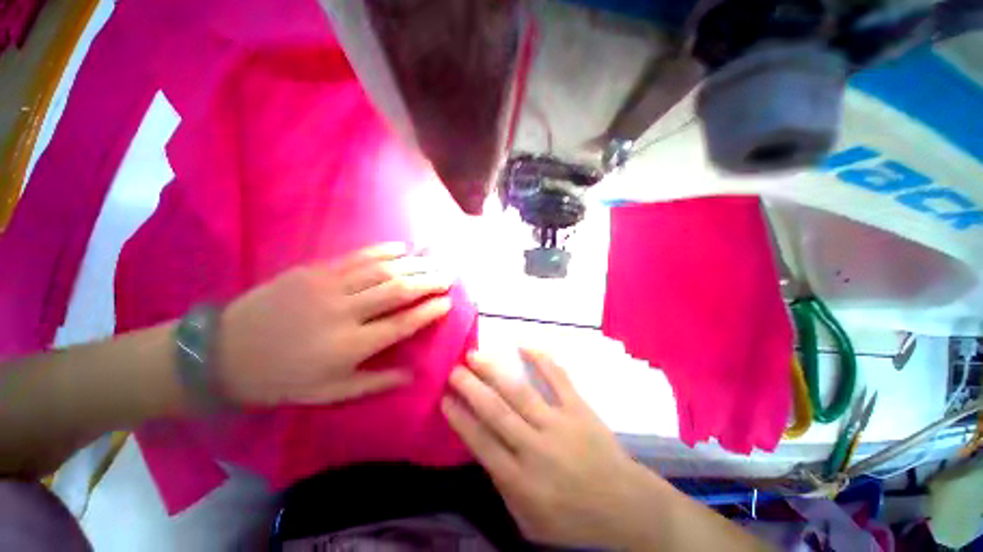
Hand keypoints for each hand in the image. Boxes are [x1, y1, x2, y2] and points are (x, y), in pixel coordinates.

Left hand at [217, 243, 453, 405]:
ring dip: (414, 264)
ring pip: (383, 270)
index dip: (429, 311)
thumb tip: (414, 374)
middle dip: (429, 281)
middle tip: (449, 276)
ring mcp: (328, 286)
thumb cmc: (283, 378)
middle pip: (398, 290)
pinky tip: (402, 248)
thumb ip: (376, 382)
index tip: (448, 302)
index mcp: (350, 346)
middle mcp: (345, 312)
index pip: (403, 323)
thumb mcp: (331, 393)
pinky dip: (383, 250)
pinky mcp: (314, 270)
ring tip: (435, 261)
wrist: (225, 352)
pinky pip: (357, 256)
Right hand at [442, 349, 669, 549]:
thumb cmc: (573, 520)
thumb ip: (503, 485)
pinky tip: (523, 344)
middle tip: (454, 369)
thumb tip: (483, 448)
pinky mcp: (579, 409)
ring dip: (494, 371)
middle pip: (496, 411)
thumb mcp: (529, 519)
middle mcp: (535, 448)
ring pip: (519, 392)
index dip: (460, 417)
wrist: (625, 508)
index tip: (444, 398)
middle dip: (471, 388)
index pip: (480, 442)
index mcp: (520, 480)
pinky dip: (541, 359)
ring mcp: (559, 424)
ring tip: (475, 355)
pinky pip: (558, 378)